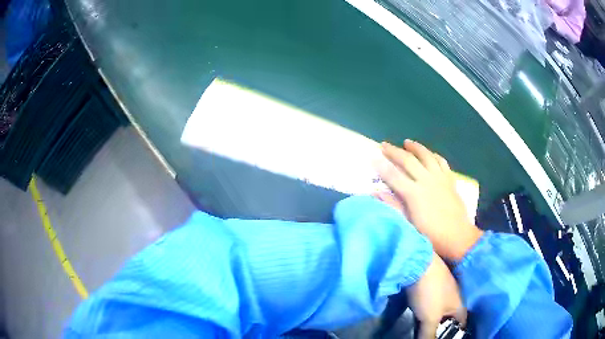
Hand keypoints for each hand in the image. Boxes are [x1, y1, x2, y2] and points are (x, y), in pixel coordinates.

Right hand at [375, 140, 482, 260]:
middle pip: (408, 160)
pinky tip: (430, 154)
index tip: (372, 157)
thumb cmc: (431, 235)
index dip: (381, 166)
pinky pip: (442, 162)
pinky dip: (434, 155)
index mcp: (414, 193)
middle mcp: (426, 181)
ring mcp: (440, 178)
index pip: (393, 175)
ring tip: (407, 142)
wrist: (457, 236)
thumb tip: (376, 192)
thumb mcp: (409, 224)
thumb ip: (393, 206)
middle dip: (394, 151)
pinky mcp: (450, 180)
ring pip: (426, 156)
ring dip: (415, 147)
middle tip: (384, 145)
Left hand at [408, 253, 465, 338]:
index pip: (461, 324)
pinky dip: (426, 313)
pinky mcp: (432, 286)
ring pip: (440, 312)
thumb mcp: (430, 318)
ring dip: (432, 322)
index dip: (455, 334)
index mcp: (460, 305)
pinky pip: (432, 304)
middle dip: (441, 329)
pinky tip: (418, 318)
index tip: (447, 338)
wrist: (418, 264)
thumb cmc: (430, 293)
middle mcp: (455, 297)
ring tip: (422, 331)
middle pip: (450, 319)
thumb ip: (429, 335)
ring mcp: (444, 290)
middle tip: (431, 336)